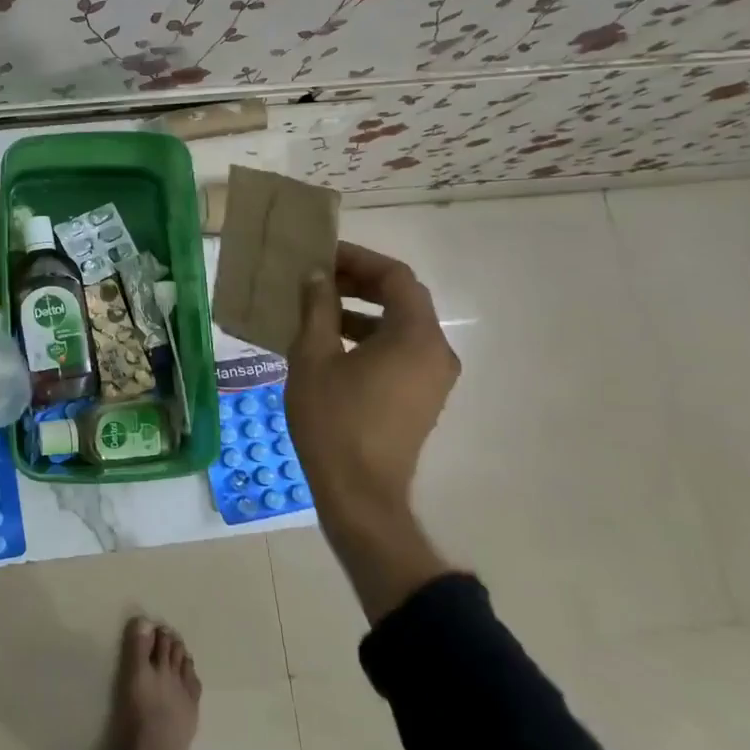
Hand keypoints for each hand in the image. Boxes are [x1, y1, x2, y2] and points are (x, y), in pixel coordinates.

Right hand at [285, 242, 460, 617]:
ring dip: (362, 309)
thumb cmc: (334, 421)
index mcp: (416, 337)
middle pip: (402, 298)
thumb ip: (317, 308)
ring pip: (400, 325)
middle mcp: (436, 352)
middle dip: (359, 281)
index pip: (395, 277)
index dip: (358, 259)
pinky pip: (399, 350)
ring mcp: (433, 377)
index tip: (322, 255)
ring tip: (317, 306)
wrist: (360, 495)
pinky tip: (330, 342)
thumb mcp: (313, 357)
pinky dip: (369, 336)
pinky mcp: (422, 397)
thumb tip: (316, 276)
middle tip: (317, 276)